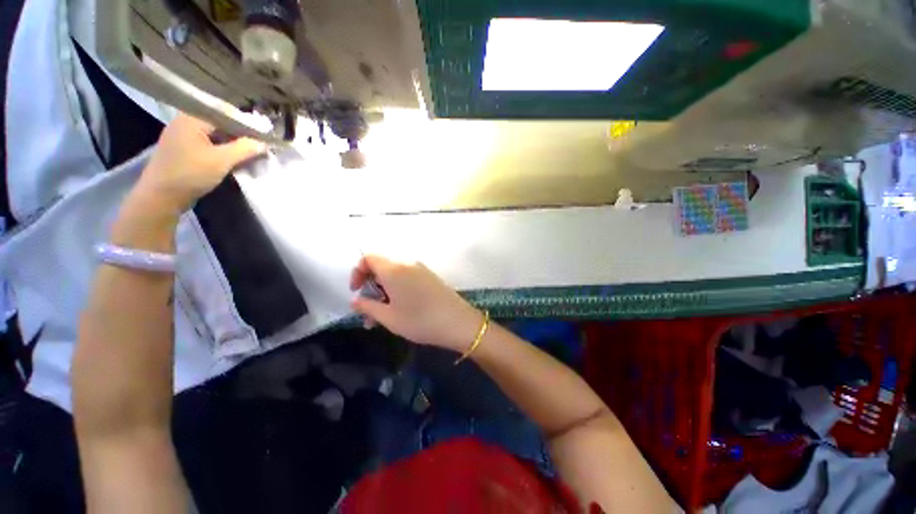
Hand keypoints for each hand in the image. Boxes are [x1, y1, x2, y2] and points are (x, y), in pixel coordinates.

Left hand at [137, 113, 265, 213]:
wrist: (160, 196)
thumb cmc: (190, 174)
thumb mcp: (221, 161)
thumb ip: (245, 149)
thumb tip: (264, 142)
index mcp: (192, 118)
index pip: (225, 112)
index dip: (246, 122)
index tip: (264, 134)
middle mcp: (185, 121)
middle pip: (219, 121)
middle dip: (239, 132)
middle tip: (259, 143)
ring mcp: (182, 135)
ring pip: (214, 132)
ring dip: (231, 141)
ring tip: (249, 150)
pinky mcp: (182, 148)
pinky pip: (207, 141)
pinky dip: (221, 147)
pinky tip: (231, 156)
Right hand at [350, 255, 484, 352]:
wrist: (458, 322)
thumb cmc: (419, 320)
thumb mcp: (389, 317)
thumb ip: (368, 307)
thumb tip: (355, 301)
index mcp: (394, 270)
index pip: (369, 258)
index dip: (358, 272)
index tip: (357, 292)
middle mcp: (407, 264)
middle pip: (382, 268)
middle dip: (371, 288)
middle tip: (369, 313)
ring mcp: (421, 269)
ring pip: (395, 276)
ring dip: (385, 293)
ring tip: (383, 318)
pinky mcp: (431, 277)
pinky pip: (408, 279)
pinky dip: (399, 291)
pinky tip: (401, 310)